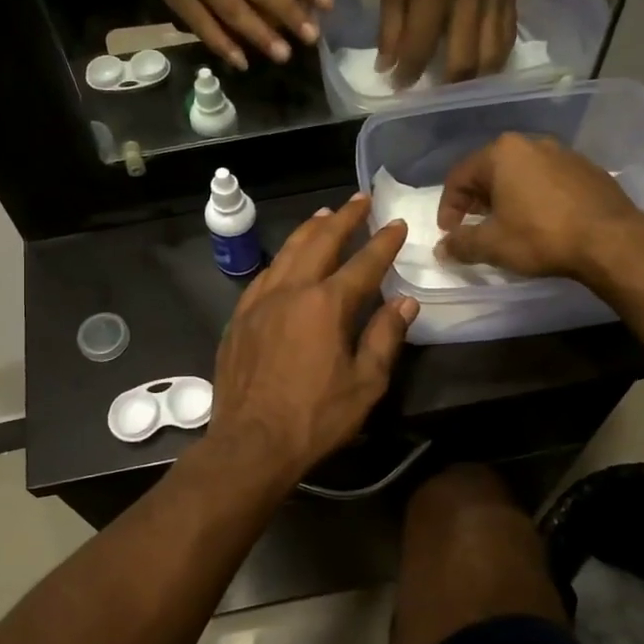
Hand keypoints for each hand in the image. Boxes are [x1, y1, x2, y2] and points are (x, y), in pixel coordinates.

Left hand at [208, 195, 418, 483]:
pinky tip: (286, 261)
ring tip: (324, 216)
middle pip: (320, 243)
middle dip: (344, 218)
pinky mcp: (239, 319)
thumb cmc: (314, 418)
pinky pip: (264, 276)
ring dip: (309, 231)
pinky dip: (281, 260)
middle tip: (360, 200)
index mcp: (326, 305)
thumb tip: (405, 303)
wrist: (251, 443)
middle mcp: (290, 291)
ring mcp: (259, 302)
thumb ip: (385, 338)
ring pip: (286, 253)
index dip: (384, 243)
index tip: (398, 224)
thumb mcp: (365, 384)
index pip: (363, 263)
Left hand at [377, 0, 515, 86]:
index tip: (398, 88)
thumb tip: (387, 68)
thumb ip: (390, 27)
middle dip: (446, 88)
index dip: (408, 74)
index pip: (421, 48)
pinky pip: (508, 39)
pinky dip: (495, 60)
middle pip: (463, 62)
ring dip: (475, 81)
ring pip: (492, 57)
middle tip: (433, 96)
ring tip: (459, 89)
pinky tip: (482, 68)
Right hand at [436, 133, 643, 279]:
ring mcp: (564, 153)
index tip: (449, 233)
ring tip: (505, 225)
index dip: (448, 207)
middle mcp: (532, 143)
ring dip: (506, 197)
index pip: (459, 176)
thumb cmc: (541, 236)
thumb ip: (461, 244)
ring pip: (521, 174)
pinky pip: (548, 180)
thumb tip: (442, 248)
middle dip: (476, 200)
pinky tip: (539, 222)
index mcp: (502, 153)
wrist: (611, 240)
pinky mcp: (587, 169)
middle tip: (473, 226)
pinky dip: (534, 197)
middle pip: (490, 170)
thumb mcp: (492, 245)